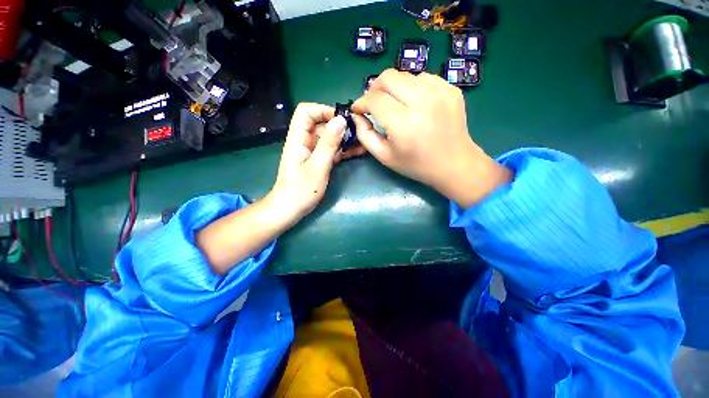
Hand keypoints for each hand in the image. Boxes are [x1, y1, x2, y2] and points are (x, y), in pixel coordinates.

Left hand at [268, 103, 364, 224]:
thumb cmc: (300, 190)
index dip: (323, 110)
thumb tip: (340, 120)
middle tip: (359, 131)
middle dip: (340, 125)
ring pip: (330, 137)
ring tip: (363, 141)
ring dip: (345, 138)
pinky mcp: (320, 161)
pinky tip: (359, 151)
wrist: (291, 210)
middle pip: (322, 124)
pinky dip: (345, 150)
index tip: (342, 119)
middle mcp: (305, 141)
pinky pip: (333, 150)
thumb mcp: (317, 167)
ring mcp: (313, 152)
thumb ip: (328, 144)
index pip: (306, 112)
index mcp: (298, 138)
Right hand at [352, 69, 510, 207]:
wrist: (453, 164)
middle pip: (388, 77)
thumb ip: (365, 135)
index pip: (374, 99)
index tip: (358, 109)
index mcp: (404, 124)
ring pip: (405, 75)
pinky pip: (423, 78)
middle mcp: (422, 102)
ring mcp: (440, 92)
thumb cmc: (416, 165)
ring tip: (395, 104)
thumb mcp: (384, 156)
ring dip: (393, 88)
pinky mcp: (450, 89)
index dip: (361, 102)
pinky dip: (412, 87)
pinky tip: (414, 103)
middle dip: (374, 88)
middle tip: (373, 103)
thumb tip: (357, 115)